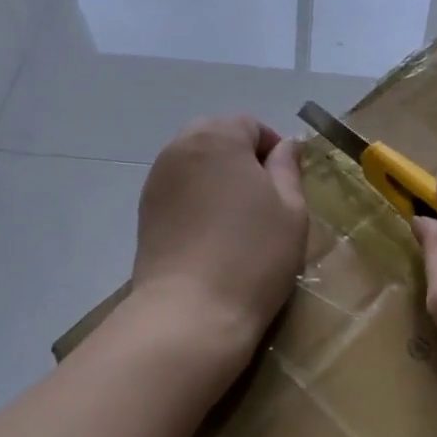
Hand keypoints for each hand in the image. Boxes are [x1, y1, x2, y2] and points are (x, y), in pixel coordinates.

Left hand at [130, 116, 308, 374]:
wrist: (190, 312)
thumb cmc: (253, 256)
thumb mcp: (291, 209)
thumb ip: (288, 167)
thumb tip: (286, 144)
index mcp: (217, 137)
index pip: (250, 124)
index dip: (273, 149)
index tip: (287, 184)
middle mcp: (179, 147)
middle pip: (217, 136)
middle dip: (241, 157)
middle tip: (264, 198)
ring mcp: (156, 179)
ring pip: (194, 161)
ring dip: (217, 176)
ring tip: (236, 217)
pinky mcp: (145, 210)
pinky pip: (178, 187)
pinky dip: (196, 197)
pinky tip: (210, 231)